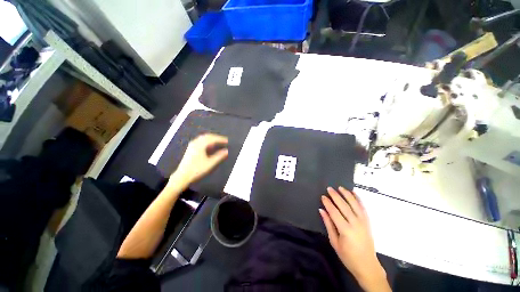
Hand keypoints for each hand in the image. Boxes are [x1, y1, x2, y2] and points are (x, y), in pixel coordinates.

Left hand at [173, 134, 228, 184]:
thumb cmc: (197, 169)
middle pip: (207, 136)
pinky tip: (210, 146)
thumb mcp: (210, 163)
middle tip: (223, 140)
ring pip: (203, 138)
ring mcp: (192, 145)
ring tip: (218, 142)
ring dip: (211, 139)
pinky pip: (200, 141)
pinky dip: (206, 141)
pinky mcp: (190, 148)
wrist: (183, 175)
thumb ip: (219, 156)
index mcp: (200, 145)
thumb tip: (226, 151)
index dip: (220, 139)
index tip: (227, 141)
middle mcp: (195, 143)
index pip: (212, 139)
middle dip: (216, 137)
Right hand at [320, 187, 390, 291]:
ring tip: (340, 187)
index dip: (328, 203)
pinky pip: (363, 208)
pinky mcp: (368, 222)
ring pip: (354, 204)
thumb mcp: (334, 242)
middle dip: (336, 196)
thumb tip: (321, 210)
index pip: (334, 212)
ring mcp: (363, 222)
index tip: (323, 196)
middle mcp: (355, 223)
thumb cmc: (348, 256)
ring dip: (347, 194)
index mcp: (345, 230)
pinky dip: (359, 199)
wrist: (367, 265)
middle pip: (344, 206)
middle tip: (329, 188)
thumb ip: (328, 225)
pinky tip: (354, 193)